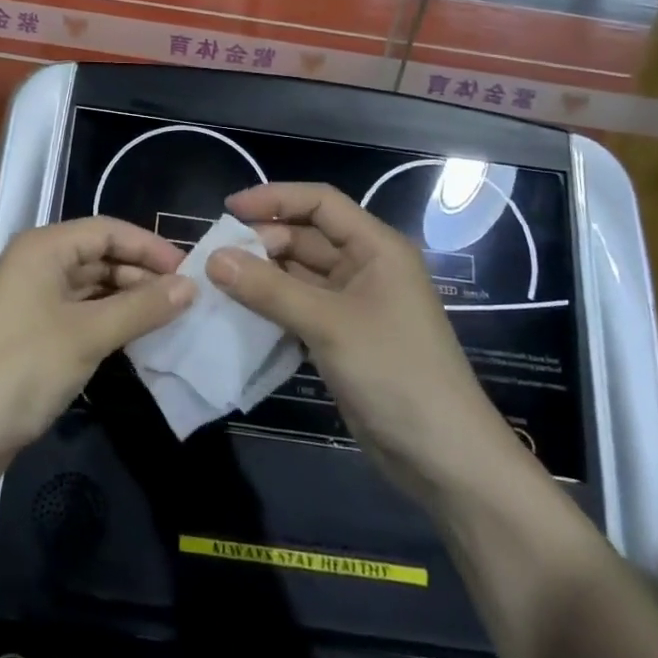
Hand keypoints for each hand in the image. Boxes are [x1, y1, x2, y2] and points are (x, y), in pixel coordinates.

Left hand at [0, 217, 195, 461]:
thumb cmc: (23, 368)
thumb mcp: (88, 334)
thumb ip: (141, 307)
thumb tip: (191, 286)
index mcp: (44, 247)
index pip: (107, 230)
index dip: (149, 246)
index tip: (191, 271)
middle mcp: (38, 264)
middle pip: (99, 255)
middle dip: (142, 273)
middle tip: (186, 298)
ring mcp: (34, 299)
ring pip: (92, 286)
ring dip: (129, 298)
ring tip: (171, 317)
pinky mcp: (35, 332)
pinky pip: (82, 312)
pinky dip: (111, 320)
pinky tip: (139, 336)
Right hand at [209, 183, 523, 500]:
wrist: (444, 459)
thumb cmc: (395, 373)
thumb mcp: (329, 324)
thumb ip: (269, 289)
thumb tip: (213, 259)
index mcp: (375, 247)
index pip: (319, 202)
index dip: (274, 198)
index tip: (228, 209)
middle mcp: (365, 267)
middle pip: (305, 237)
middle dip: (262, 241)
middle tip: (216, 257)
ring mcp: (353, 304)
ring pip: (298, 274)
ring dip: (261, 276)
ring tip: (216, 282)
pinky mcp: (342, 337)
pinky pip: (298, 307)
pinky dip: (270, 306)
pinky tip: (238, 313)